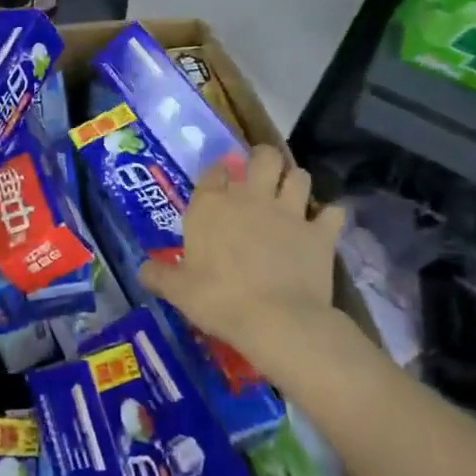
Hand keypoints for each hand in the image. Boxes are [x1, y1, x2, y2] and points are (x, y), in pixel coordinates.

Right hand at [138, 145, 347, 372]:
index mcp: (212, 205)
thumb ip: (159, 275)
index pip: (215, 171)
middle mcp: (250, 198)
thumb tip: (143, 269)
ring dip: (296, 181)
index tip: (220, 181)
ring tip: (292, 194)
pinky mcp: (319, 233)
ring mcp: (289, 212)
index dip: (219, 172)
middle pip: (263, 157)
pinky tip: (325, 224)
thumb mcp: (178, 291)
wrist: (274, 319)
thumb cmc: (217, 299)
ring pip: (299, 175)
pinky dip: (330, 216)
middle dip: (264, 159)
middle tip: (261, 174)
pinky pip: (333, 212)